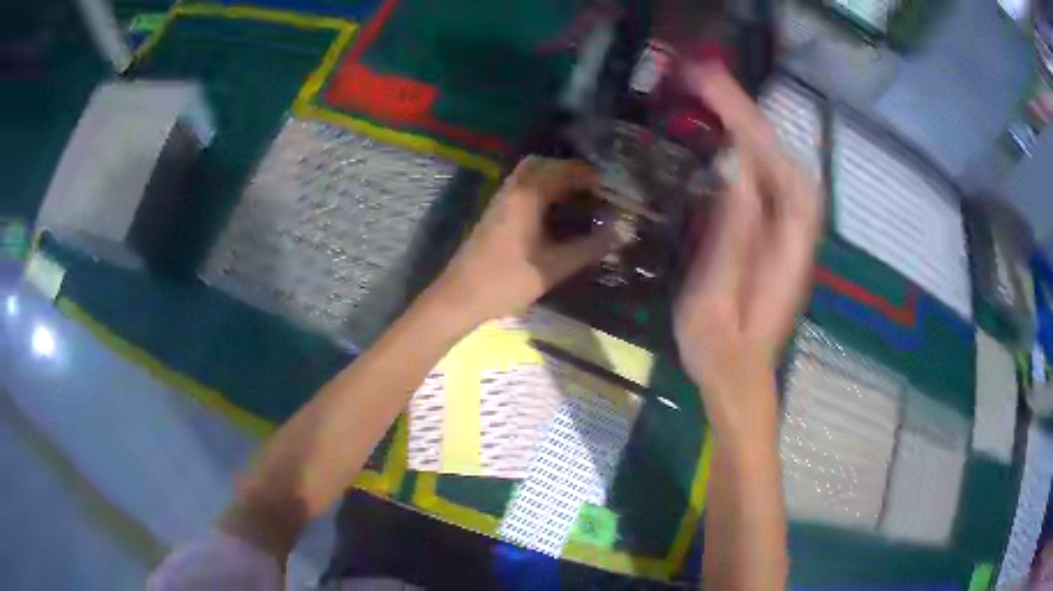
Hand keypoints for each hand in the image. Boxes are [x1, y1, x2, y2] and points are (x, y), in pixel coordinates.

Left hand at [430, 157, 617, 325]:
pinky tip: (552, 213)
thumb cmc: (507, 281)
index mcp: (528, 195)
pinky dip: (540, 188)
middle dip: (570, 171)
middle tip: (593, 190)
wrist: (459, 297)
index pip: (565, 170)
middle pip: (544, 164)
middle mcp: (513, 189)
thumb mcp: (555, 266)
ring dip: (553, 179)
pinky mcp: (493, 212)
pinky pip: (520, 186)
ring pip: (529, 174)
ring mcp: (499, 199)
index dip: (591, 176)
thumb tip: (625, 230)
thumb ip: (591, 246)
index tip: (611, 189)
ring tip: (577, 200)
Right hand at [675, 65, 822, 433]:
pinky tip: (731, 140)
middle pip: (784, 159)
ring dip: (754, 129)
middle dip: (748, 114)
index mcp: (785, 248)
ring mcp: (790, 235)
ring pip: (782, 167)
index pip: (776, 169)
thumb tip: (737, 168)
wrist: (740, 379)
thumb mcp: (715, 296)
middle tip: (706, 81)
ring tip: (716, 100)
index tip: (712, 90)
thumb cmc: (720, 350)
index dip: (746, 124)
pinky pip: (772, 184)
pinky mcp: (778, 238)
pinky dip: (755, 153)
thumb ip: (732, 233)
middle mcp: (797, 233)